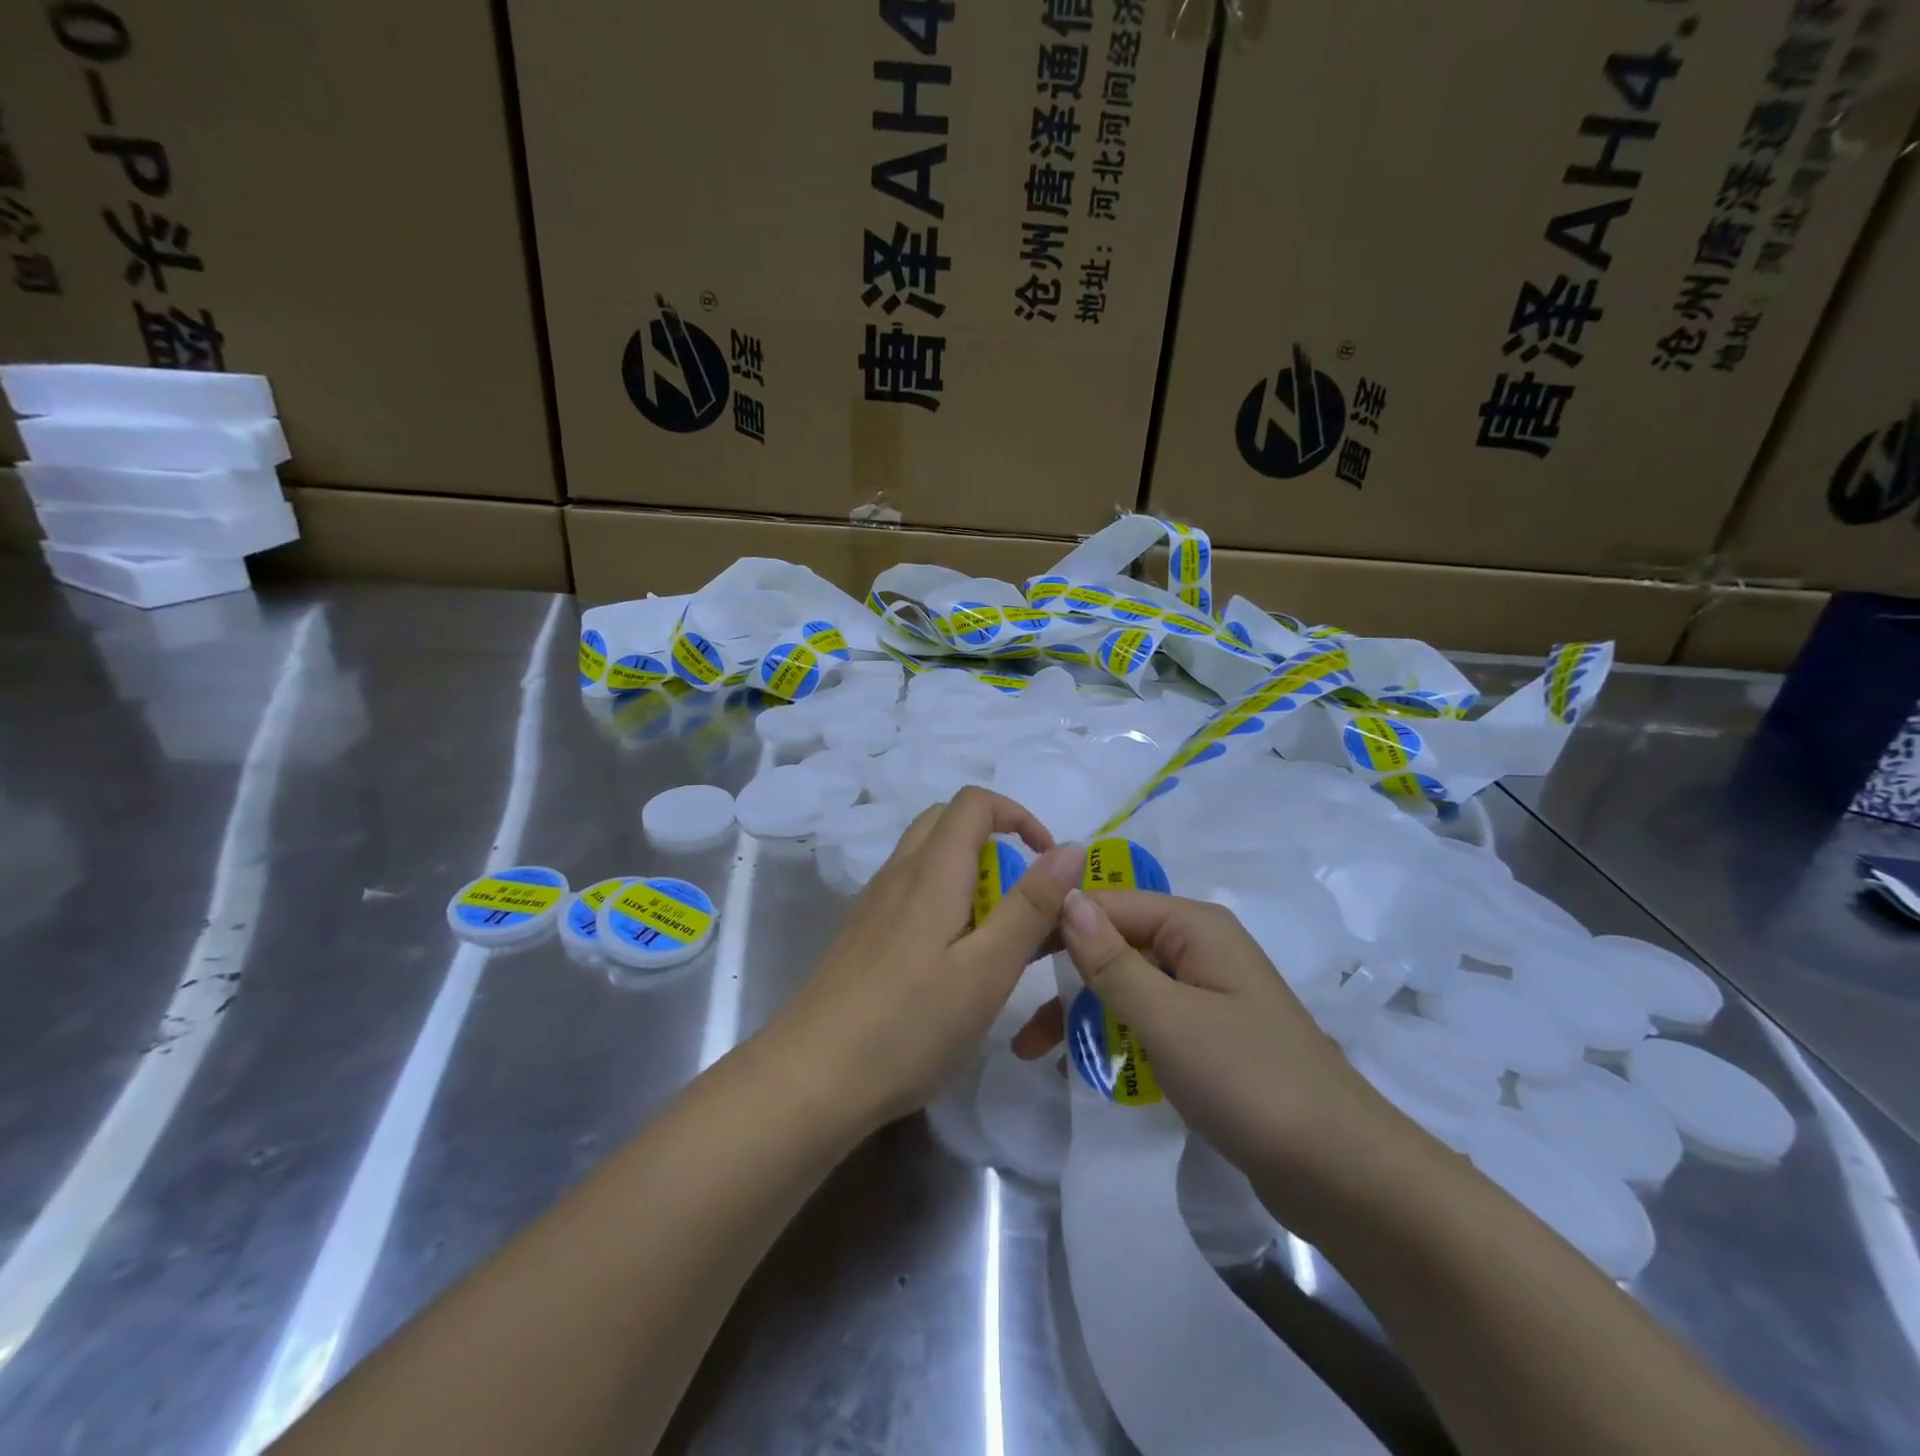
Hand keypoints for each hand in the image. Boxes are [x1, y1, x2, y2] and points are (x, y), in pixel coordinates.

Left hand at [772, 787, 1083, 1133]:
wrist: (811, 1078)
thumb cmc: (910, 1025)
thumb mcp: (988, 969)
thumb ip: (1031, 906)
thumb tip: (1072, 849)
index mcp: (931, 870)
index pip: (975, 802)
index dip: (1019, 815)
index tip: (1048, 863)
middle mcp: (898, 873)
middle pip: (947, 821)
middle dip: (995, 841)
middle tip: (1022, 896)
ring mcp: (874, 903)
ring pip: (927, 858)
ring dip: (970, 874)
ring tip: (995, 935)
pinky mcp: (863, 934)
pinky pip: (911, 891)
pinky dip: (945, 900)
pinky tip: (953, 961)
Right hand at [1017, 890, 1398, 1215]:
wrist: (1342, 1173)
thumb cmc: (1249, 1081)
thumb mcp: (1167, 1018)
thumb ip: (1111, 960)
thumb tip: (1066, 896)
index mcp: (1195, 927)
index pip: (1108, 904)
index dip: (1056, 924)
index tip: (1005, 955)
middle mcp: (1200, 948)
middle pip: (1115, 943)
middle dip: (1065, 976)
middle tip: (1015, 1012)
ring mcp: (1206, 993)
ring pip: (1128, 985)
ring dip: (1083, 1012)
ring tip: (1036, 1052)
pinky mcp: (1209, 1036)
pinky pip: (1148, 1019)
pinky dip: (1114, 1035)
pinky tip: (1082, 1065)